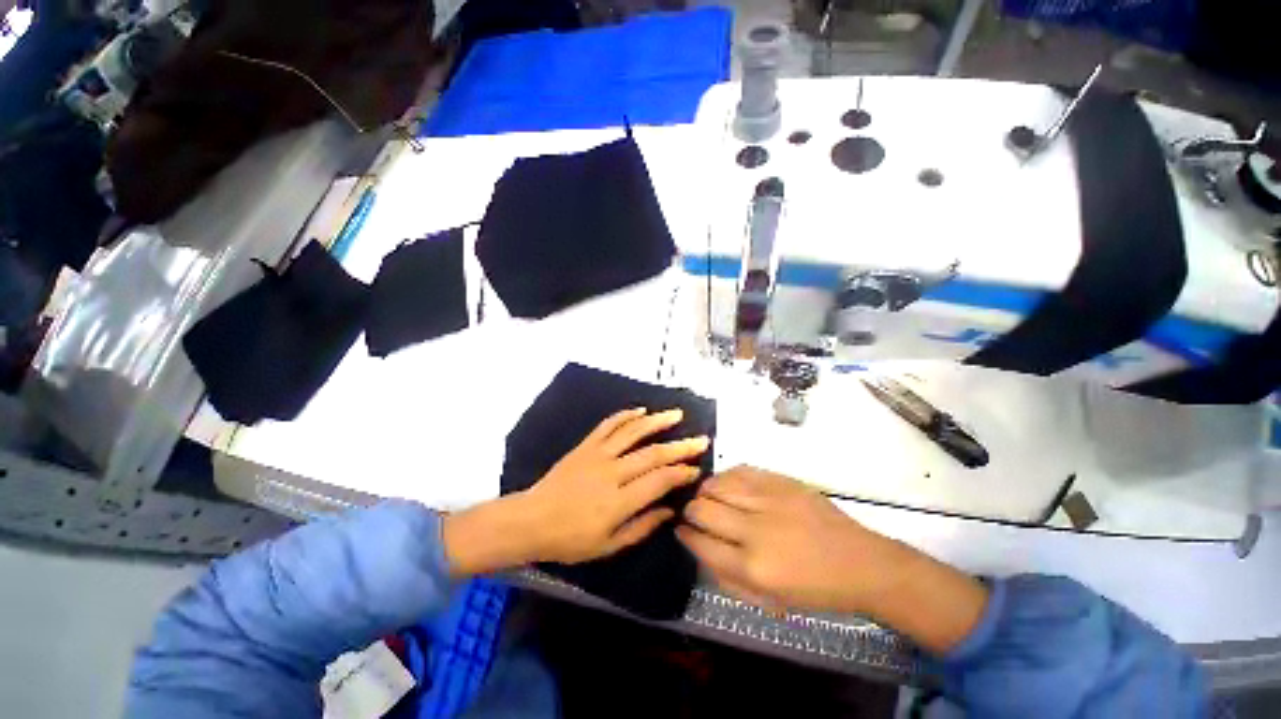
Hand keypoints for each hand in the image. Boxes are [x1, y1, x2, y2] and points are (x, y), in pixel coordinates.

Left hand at [443, 408, 708, 574]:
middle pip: (653, 454)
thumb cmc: (570, 540)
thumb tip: (670, 511)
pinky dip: (626, 415)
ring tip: (676, 414)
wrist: (531, 520)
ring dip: (657, 421)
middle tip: (700, 440)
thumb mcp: (609, 546)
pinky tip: (641, 410)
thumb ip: (642, 527)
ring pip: (633, 432)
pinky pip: (608, 425)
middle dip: (680, 446)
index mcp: (619, 501)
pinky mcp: (586, 445)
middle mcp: (612, 472)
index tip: (696, 468)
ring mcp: (598, 454)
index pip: (659, 480)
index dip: (681, 472)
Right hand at [677, 467, 988, 653]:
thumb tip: (697, 547)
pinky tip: (728, 485)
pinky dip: (726, 477)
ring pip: (716, 484)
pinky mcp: (780, 481)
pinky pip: (739, 470)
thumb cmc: (814, 590)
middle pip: (702, 508)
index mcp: (753, 567)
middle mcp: (755, 529)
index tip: (681, 530)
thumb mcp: (768, 602)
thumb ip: (725, 578)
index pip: (700, 542)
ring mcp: (769, 499)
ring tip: (709, 497)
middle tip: (693, 514)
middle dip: (690, 511)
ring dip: (705, 491)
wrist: (861, 563)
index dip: (684, 534)